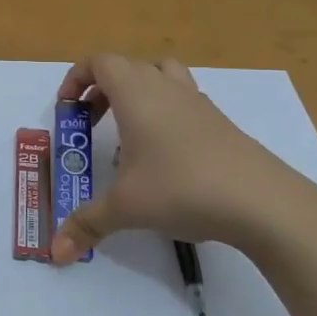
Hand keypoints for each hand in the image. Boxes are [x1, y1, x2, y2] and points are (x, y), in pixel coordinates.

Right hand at [50, 54, 316, 263]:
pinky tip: (164, 157)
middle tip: (91, 124)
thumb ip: (86, 224)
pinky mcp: (221, 124)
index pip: (100, 62)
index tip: (67, 109)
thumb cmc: (181, 189)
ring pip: (162, 76)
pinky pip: (184, 102)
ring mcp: (198, 103)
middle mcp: (166, 89)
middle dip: (103, 90)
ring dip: (138, 94)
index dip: (77, 78)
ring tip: (129, 133)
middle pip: (128, 67)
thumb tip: (55, 253)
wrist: (261, 201)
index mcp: (137, 94)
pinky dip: (166, 115)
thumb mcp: (125, 208)